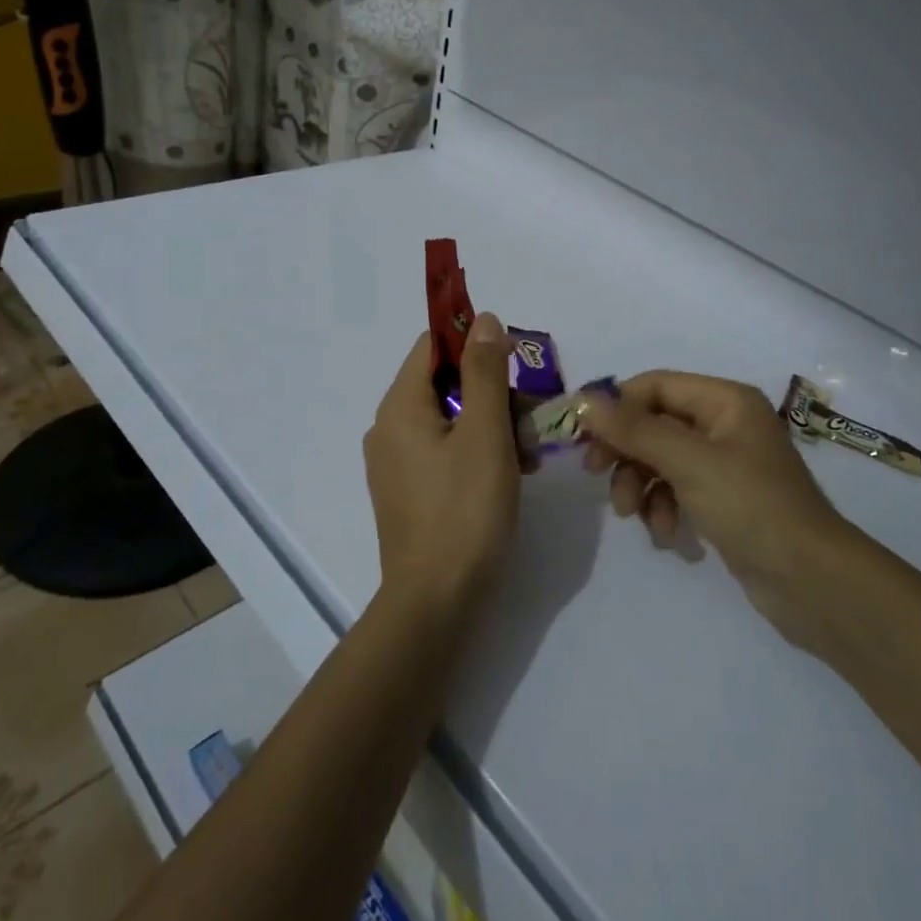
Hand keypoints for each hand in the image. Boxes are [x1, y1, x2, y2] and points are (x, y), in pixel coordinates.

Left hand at [363, 312, 521, 613]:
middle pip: (446, 385)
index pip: (434, 347)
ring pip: (450, 421)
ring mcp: (396, 463)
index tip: (516, 370)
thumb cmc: (464, 509)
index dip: (476, 348)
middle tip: (531, 425)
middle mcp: (389, 428)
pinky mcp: (408, 492)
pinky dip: (477, 453)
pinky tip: (509, 476)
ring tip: (526, 459)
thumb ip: (485, 372)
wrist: (436, 601)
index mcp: (400, 406)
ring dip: (492, 427)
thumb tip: (483, 320)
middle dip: (493, 396)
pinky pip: (444, 452)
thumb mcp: (485, 433)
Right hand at [581, 372, 869, 649]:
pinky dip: (663, 507)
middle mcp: (724, 423)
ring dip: (640, 484)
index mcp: (725, 401)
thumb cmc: (751, 506)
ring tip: (632, 515)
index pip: (655, 386)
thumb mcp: (688, 461)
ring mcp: (724, 463)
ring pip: (660, 459)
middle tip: (594, 474)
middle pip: (654, 423)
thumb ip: (633, 430)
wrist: (811, 582)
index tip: (582, 435)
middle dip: (625, 451)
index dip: (616, 406)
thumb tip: (583, 402)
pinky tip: (667, 534)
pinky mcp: (723, 499)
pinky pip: (676, 489)